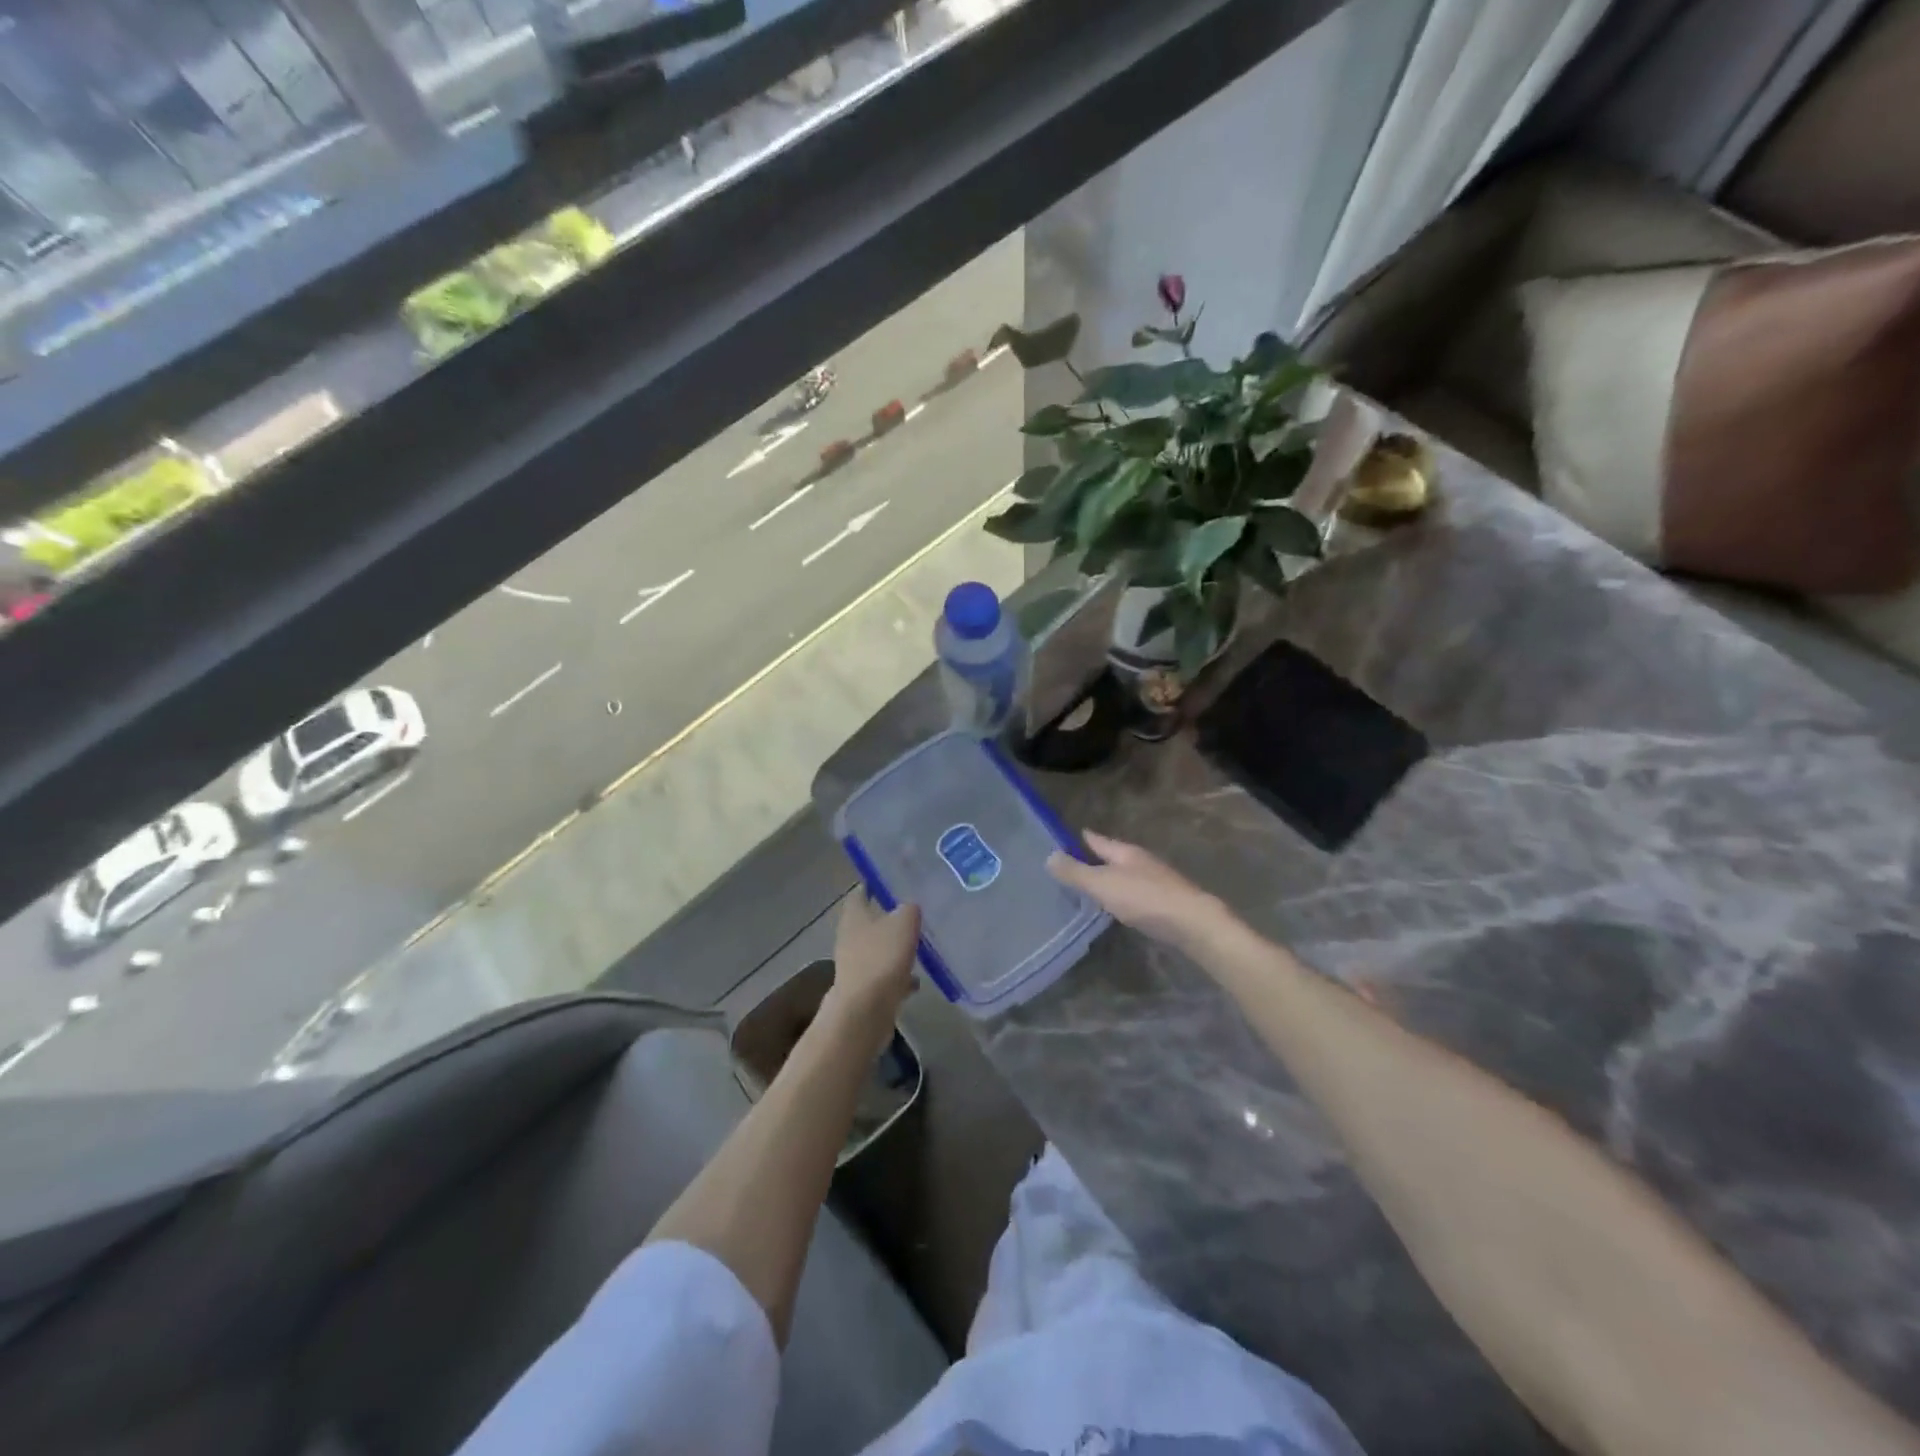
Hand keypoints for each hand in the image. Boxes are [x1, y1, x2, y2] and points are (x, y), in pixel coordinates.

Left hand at [825, 891, 919, 1055]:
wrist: (865, 1011)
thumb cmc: (882, 957)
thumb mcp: (904, 922)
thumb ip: (909, 909)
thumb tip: (910, 906)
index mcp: (854, 915)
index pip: (860, 891)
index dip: (875, 885)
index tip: (894, 882)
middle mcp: (850, 936)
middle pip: (870, 921)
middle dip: (890, 918)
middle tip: (915, 913)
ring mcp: (855, 964)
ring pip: (878, 949)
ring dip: (895, 948)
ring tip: (920, 946)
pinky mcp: (863, 988)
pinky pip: (884, 975)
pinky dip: (898, 976)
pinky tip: (917, 980)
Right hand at [1047, 831, 1229, 950]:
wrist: (1193, 923)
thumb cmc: (1145, 898)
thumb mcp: (1102, 884)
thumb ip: (1076, 872)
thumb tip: (1049, 856)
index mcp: (1125, 852)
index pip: (1098, 840)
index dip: (1083, 838)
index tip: (1067, 836)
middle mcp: (1142, 862)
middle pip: (1114, 856)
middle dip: (1096, 859)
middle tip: (1074, 863)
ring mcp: (1156, 882)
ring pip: (1126, 875)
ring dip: (1110, 879)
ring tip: (1092, 887)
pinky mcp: (1165, 903)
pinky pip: (1136, 894)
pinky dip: (1123, 896)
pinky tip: (1117, 907)